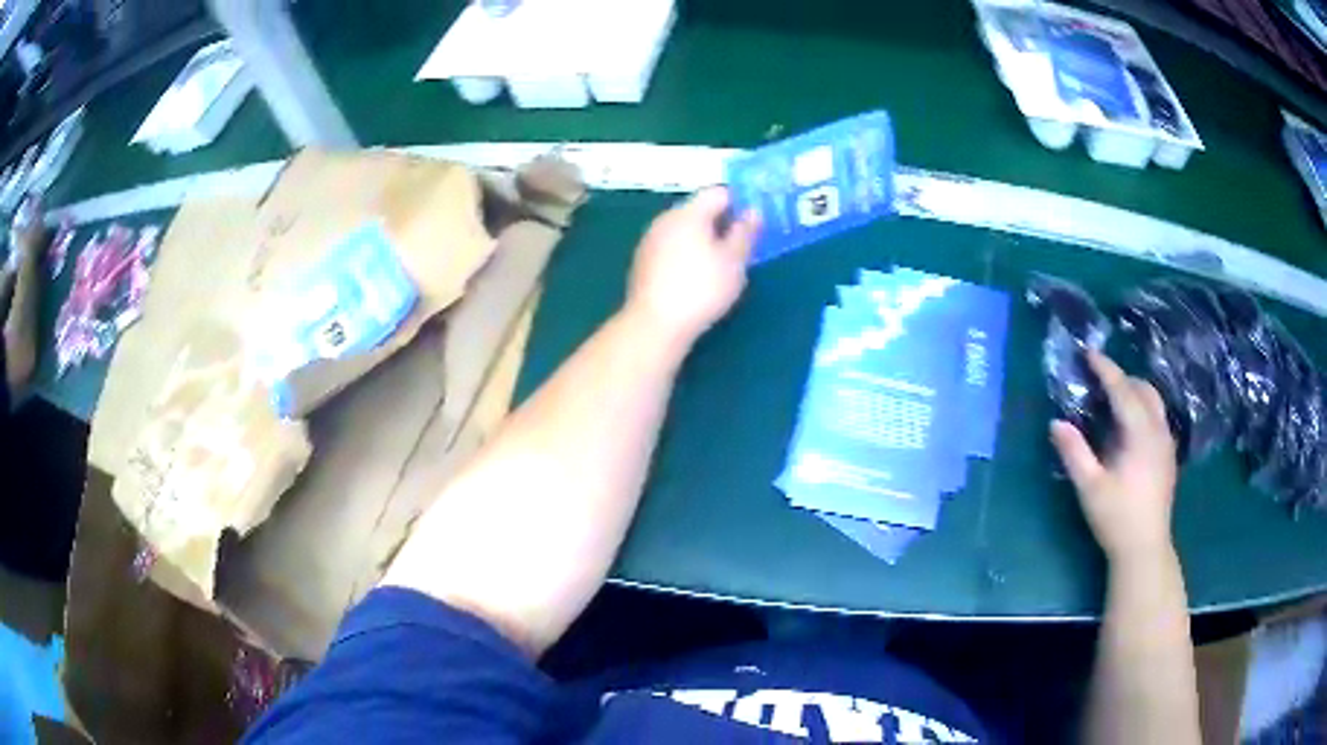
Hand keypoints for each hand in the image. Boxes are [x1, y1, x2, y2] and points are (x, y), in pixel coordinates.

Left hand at [625, 187, 758, 347]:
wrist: (655, 325)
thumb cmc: (701, 289)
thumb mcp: (734, 261)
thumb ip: (745, 233)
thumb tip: (753, 211)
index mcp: (689, 213)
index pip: (718, 193)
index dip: (739, 203)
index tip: (755, 223)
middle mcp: (665, 219)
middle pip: (699, 210)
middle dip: (721, 223)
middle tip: (742, 246)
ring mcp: (650, 241)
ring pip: (684, 230)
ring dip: (704, 240)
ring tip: (722, 265)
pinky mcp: (643, 263)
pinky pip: (671, 248)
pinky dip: (687, 254)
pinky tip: (696, 278)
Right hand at [1051, 350, 1177, 564]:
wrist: (1145, 549)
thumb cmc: (1117, 518)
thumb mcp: (1090, 488)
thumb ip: (1074, 453)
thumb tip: (1055, 422)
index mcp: (1141, 434)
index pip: (1123, 390)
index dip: (1105, 369)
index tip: (1088, 353)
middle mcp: (1158, 431)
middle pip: (1144, 390)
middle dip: (1122, 379)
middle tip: (1098, 381)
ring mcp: (1166, 443)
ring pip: (1154, 402)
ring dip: (1134, 393)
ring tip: (1112, 401)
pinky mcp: (1168, 456)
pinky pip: (1157, 418)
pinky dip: (1142, 409)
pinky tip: (1128, 428)